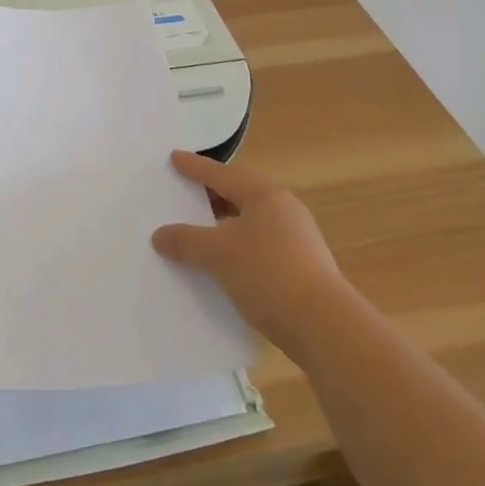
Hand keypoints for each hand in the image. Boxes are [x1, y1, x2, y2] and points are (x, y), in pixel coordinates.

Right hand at [152, 151, 346, 361]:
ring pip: (251, 221)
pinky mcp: (302, 266)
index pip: (222, 174)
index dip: (195, 167)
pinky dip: (238, 245)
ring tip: (200, 229)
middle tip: (185, 192)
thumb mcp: (218, 254)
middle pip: (239, 194)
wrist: (324, 327)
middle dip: (212, 194)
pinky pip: (260, 244)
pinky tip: (224, 263)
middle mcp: (284, 208)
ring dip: (224, 223)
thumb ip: (185, 240)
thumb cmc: (268, 274)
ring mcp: (297, 238)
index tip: (175, 158)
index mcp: (264, 194)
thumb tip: (160, 235)